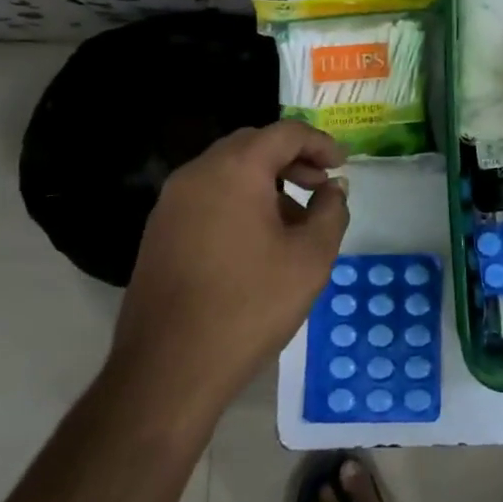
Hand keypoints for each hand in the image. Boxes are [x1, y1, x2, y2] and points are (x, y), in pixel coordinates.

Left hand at [109, 120, 348, 422]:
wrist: (169, 368)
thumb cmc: (249, 306)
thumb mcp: (310, 258)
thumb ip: (331, 212)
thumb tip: (333, 189)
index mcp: (235, 169)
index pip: (285, 133)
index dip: (321, 143)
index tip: (343, 165)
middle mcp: (197, 173)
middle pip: (252, 145)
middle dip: (292, 158)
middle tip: (320, 185)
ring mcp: (171, 202)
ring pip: (227, 171)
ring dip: (265, 181)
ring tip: (294, 219)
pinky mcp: (159, 231)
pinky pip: (207, 196)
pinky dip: (238, 200)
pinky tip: (257, 240)